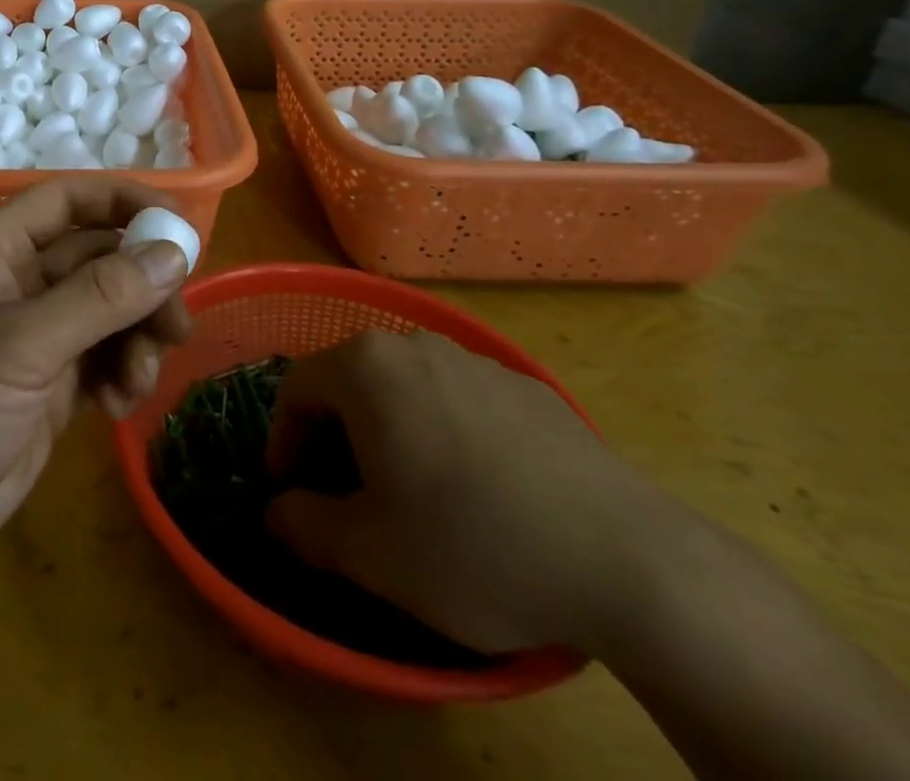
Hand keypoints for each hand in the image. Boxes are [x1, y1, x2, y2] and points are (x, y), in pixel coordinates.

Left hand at [0, 178, 192, 583]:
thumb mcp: (19, 347)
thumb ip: (98, 298)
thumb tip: (173, 253)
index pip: (68, 201)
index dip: (124, 201)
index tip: (181, 225)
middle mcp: (19, 283)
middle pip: (100, 258)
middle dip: (143, 284)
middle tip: (177, 325)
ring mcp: (35, 336)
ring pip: (109, 311)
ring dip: (137, 337)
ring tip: (140, 378)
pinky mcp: (49, 385)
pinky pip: (104, 359)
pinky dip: (123, 373)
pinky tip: (120, 406)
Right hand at [265, 330, 674, 653]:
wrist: (631, 562)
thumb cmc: (474, 545)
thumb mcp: (369, 554)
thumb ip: (303, 524)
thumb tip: (279, 512)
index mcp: (367, 367)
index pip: (296, 389)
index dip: (284, 442)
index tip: (293, 493)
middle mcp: (416, 346)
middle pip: (350, 381)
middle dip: (334, 436)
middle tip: (345, 496)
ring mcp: (476, 361)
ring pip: (405, 388)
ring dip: (388, 432)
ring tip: (409, 494)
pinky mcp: (528, 389)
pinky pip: (458, 401)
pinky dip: (442, 433)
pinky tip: (474, 491)